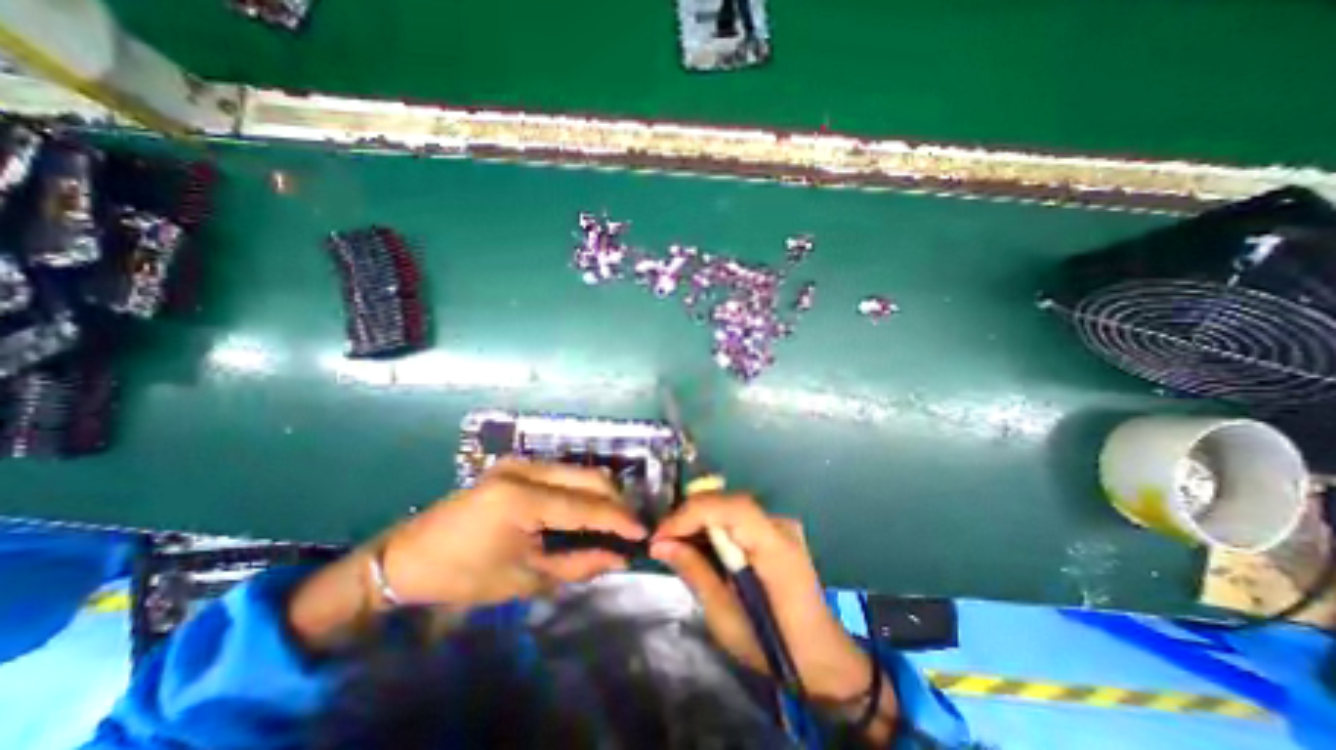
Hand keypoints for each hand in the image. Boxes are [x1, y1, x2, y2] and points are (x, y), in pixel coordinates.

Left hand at [287, 458, 645, 649]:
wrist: (406, 557)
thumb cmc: (462, 575)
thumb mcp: (524, 579)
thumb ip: (578, 564)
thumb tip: (619, 557)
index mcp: (522, 498)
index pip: (585, 505)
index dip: (618, 519)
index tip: (644, 532)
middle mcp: (525, 468)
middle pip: (589, 476)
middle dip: (615, 501)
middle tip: (629, 527)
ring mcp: (519, 461)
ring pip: (578, 470)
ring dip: (600, 494)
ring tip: (612, 520)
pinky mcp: (516, 464)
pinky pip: (562, 472)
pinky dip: (580, 489)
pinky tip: (585, 509)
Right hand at [650, 494, 879, 705]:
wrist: (821, 655)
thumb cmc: (774, 648)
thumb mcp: (725, 617)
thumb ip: (695, 572)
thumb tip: (660, 544)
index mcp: (775, 548)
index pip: (731, 508)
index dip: (692, 513)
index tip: (660, 535)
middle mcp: (780, 525)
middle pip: (728, 501)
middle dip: (689, 514)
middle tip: (663, 538)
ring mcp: (780, 524)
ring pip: (730, 505)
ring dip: (699, 518)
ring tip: (674, 540)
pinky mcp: (776, 529)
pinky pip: (737, 516)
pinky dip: (714, 524)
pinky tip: (699, 542)